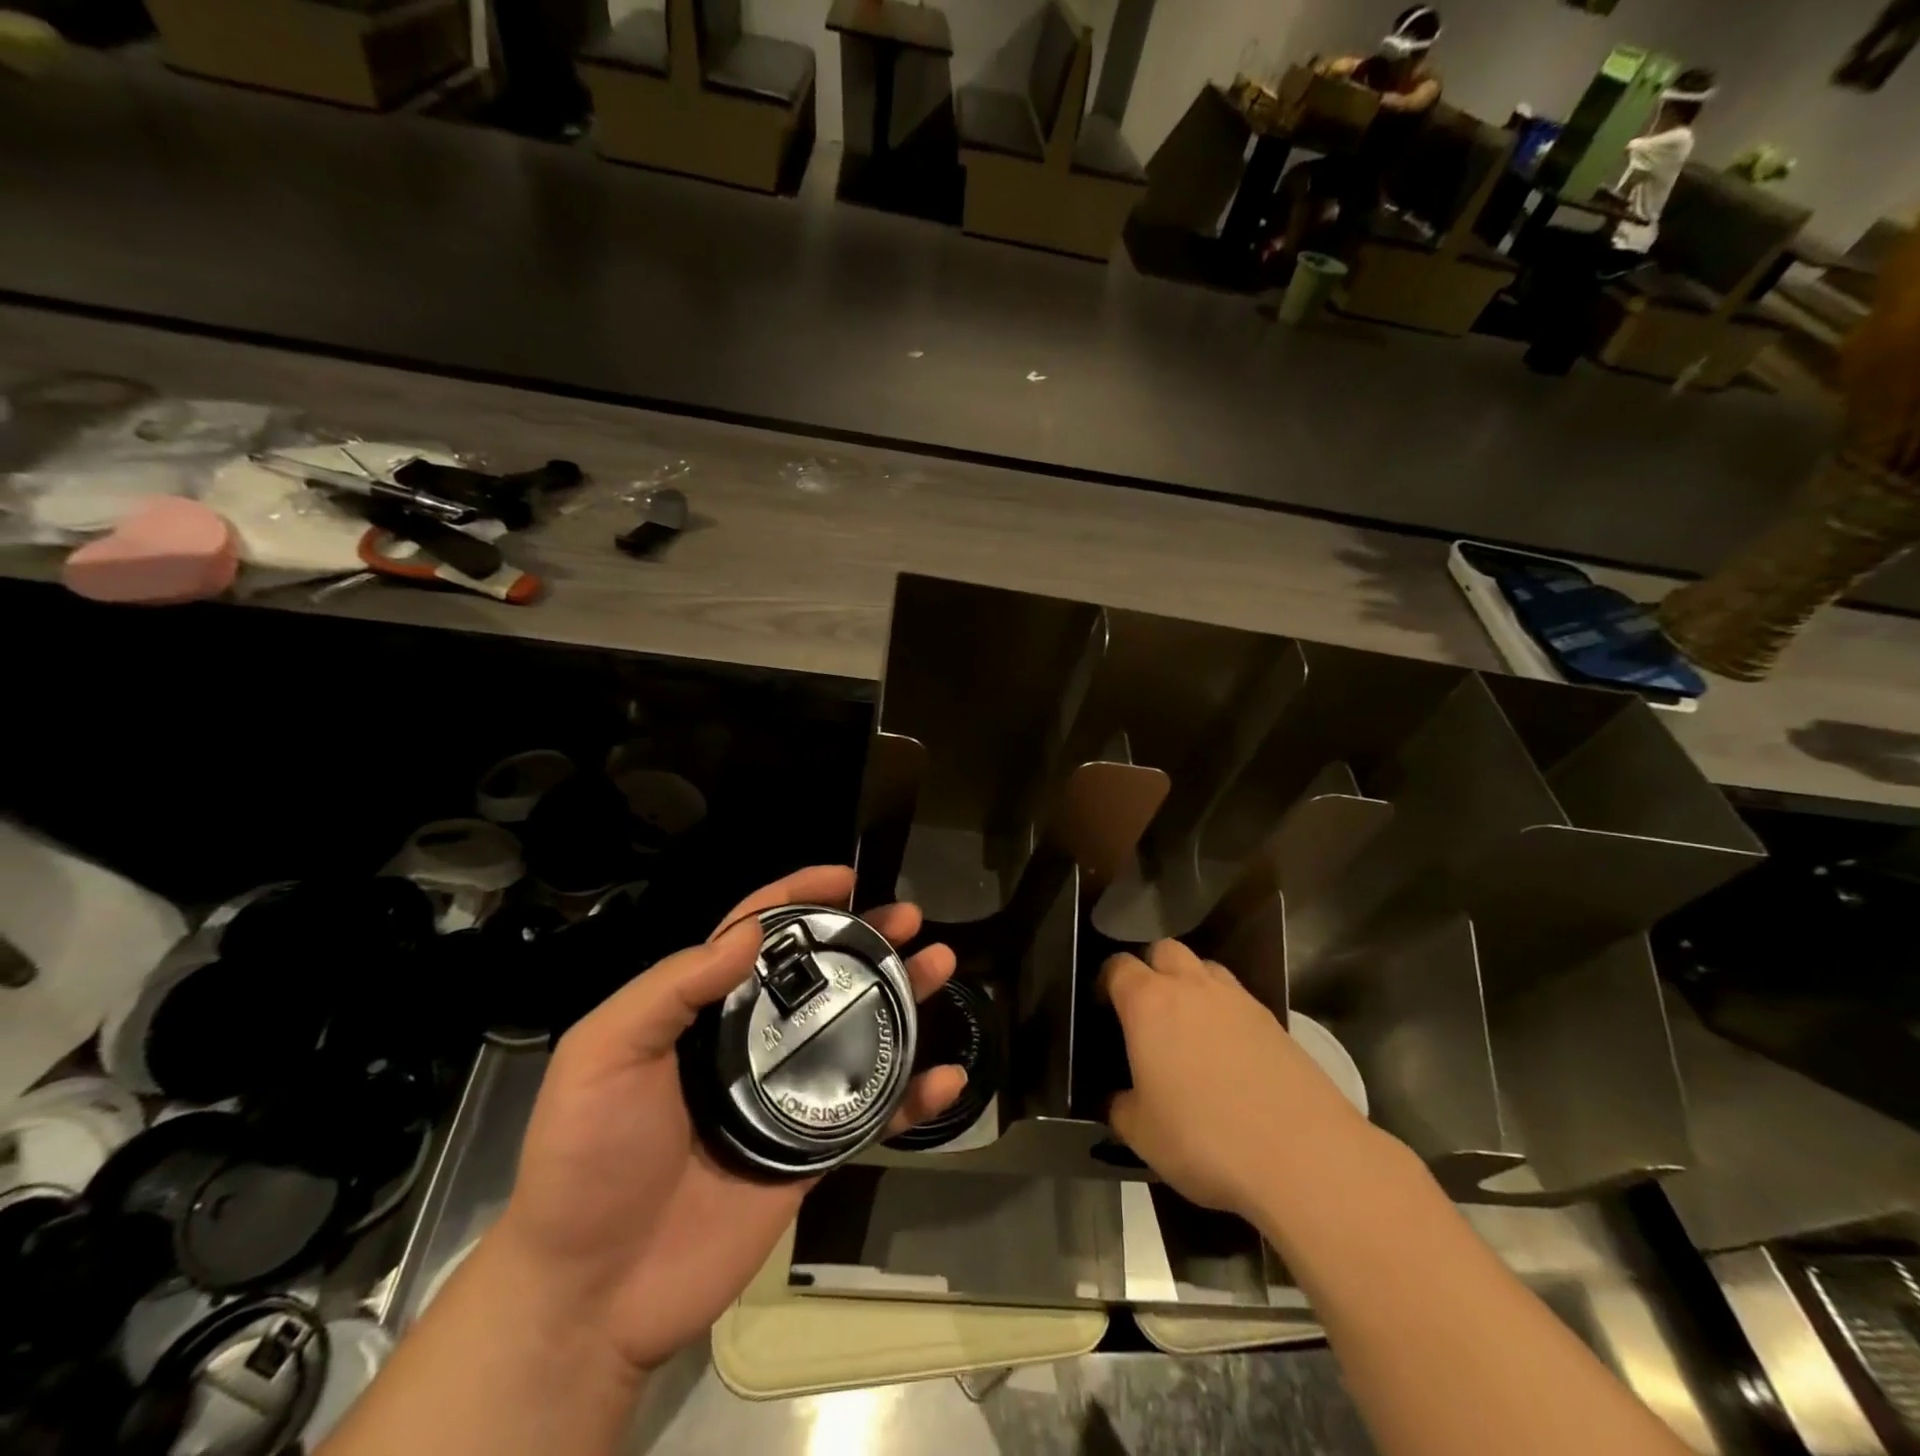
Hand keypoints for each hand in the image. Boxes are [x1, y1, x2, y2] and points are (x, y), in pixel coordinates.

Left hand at [492, 866, 963, 1375]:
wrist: (592, 1292)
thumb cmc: (589, 1156)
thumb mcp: (605, 1053)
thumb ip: (674, 986)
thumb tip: (754, 931)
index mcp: (704, 1010)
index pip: (757, 933)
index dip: (799, 896)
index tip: (844, 877)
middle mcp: (752, 1040)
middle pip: (822, 973)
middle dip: (867, 938)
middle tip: (910, 919)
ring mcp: (787, 1094)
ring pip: (858, 1030)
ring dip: (903, 998)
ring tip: (941, 965)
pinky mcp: (813, 1149)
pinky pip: (873, 1112)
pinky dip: (914, 1096)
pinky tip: (948, 1076)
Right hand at [1100, 939, 1373, 1219]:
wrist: (1304, 1157)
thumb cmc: (1205, 1139)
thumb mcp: (1141, 1134)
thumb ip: (1120, 1107)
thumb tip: (1118, 1099)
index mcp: (1149, 1003)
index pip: (1117, 966)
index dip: (1106, 982)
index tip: (1104, 1009)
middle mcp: (1192, 987)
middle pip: (1164, 950)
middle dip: (1151, 969)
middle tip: (1146, 1011)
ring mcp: (1238, 1000)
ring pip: (1205, 968)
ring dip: (1191, 985)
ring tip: (1189, 1028)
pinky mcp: (1275, 1022)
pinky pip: (1238, 1000)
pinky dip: (1226, 1014)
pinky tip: (1228, 1054)